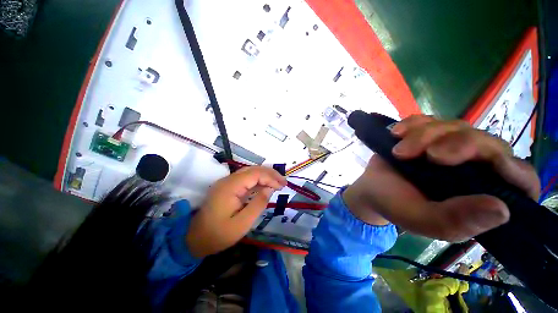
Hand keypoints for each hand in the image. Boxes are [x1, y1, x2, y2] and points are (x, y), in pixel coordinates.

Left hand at [186, 166, 286, 257]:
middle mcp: (228, 180)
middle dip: (270, 173)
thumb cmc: (219, 234)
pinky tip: (265, 186)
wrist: (195, 239)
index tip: (282, 186)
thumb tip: (270, 189)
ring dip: (265, 175)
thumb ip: (258, 204)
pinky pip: (245, 179)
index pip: (255, 174)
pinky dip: (257, 180)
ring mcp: (227, 182)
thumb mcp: (242, 224)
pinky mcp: (227, 187)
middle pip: (253, 169)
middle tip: (283, 182)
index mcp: (230, 187)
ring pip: (249, 172)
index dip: (270, 177)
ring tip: (277, 182)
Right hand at [343, 115, 539, 241]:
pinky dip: (412, 124)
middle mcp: (473, 168)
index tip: (492, 164)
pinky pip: (428, 119)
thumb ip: (455, 221)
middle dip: (457, 144)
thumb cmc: (395, 205)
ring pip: (456, 126)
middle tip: (427, 156)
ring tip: (398, 152)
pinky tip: (396, 134)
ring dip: (425, 135)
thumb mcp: (421, 220)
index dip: (515, 171)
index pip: (521, 180)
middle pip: (487, 143)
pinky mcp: (427, 135)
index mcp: (480, 195)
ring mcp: (449, 147)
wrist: (370, 187)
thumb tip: (502, 209)